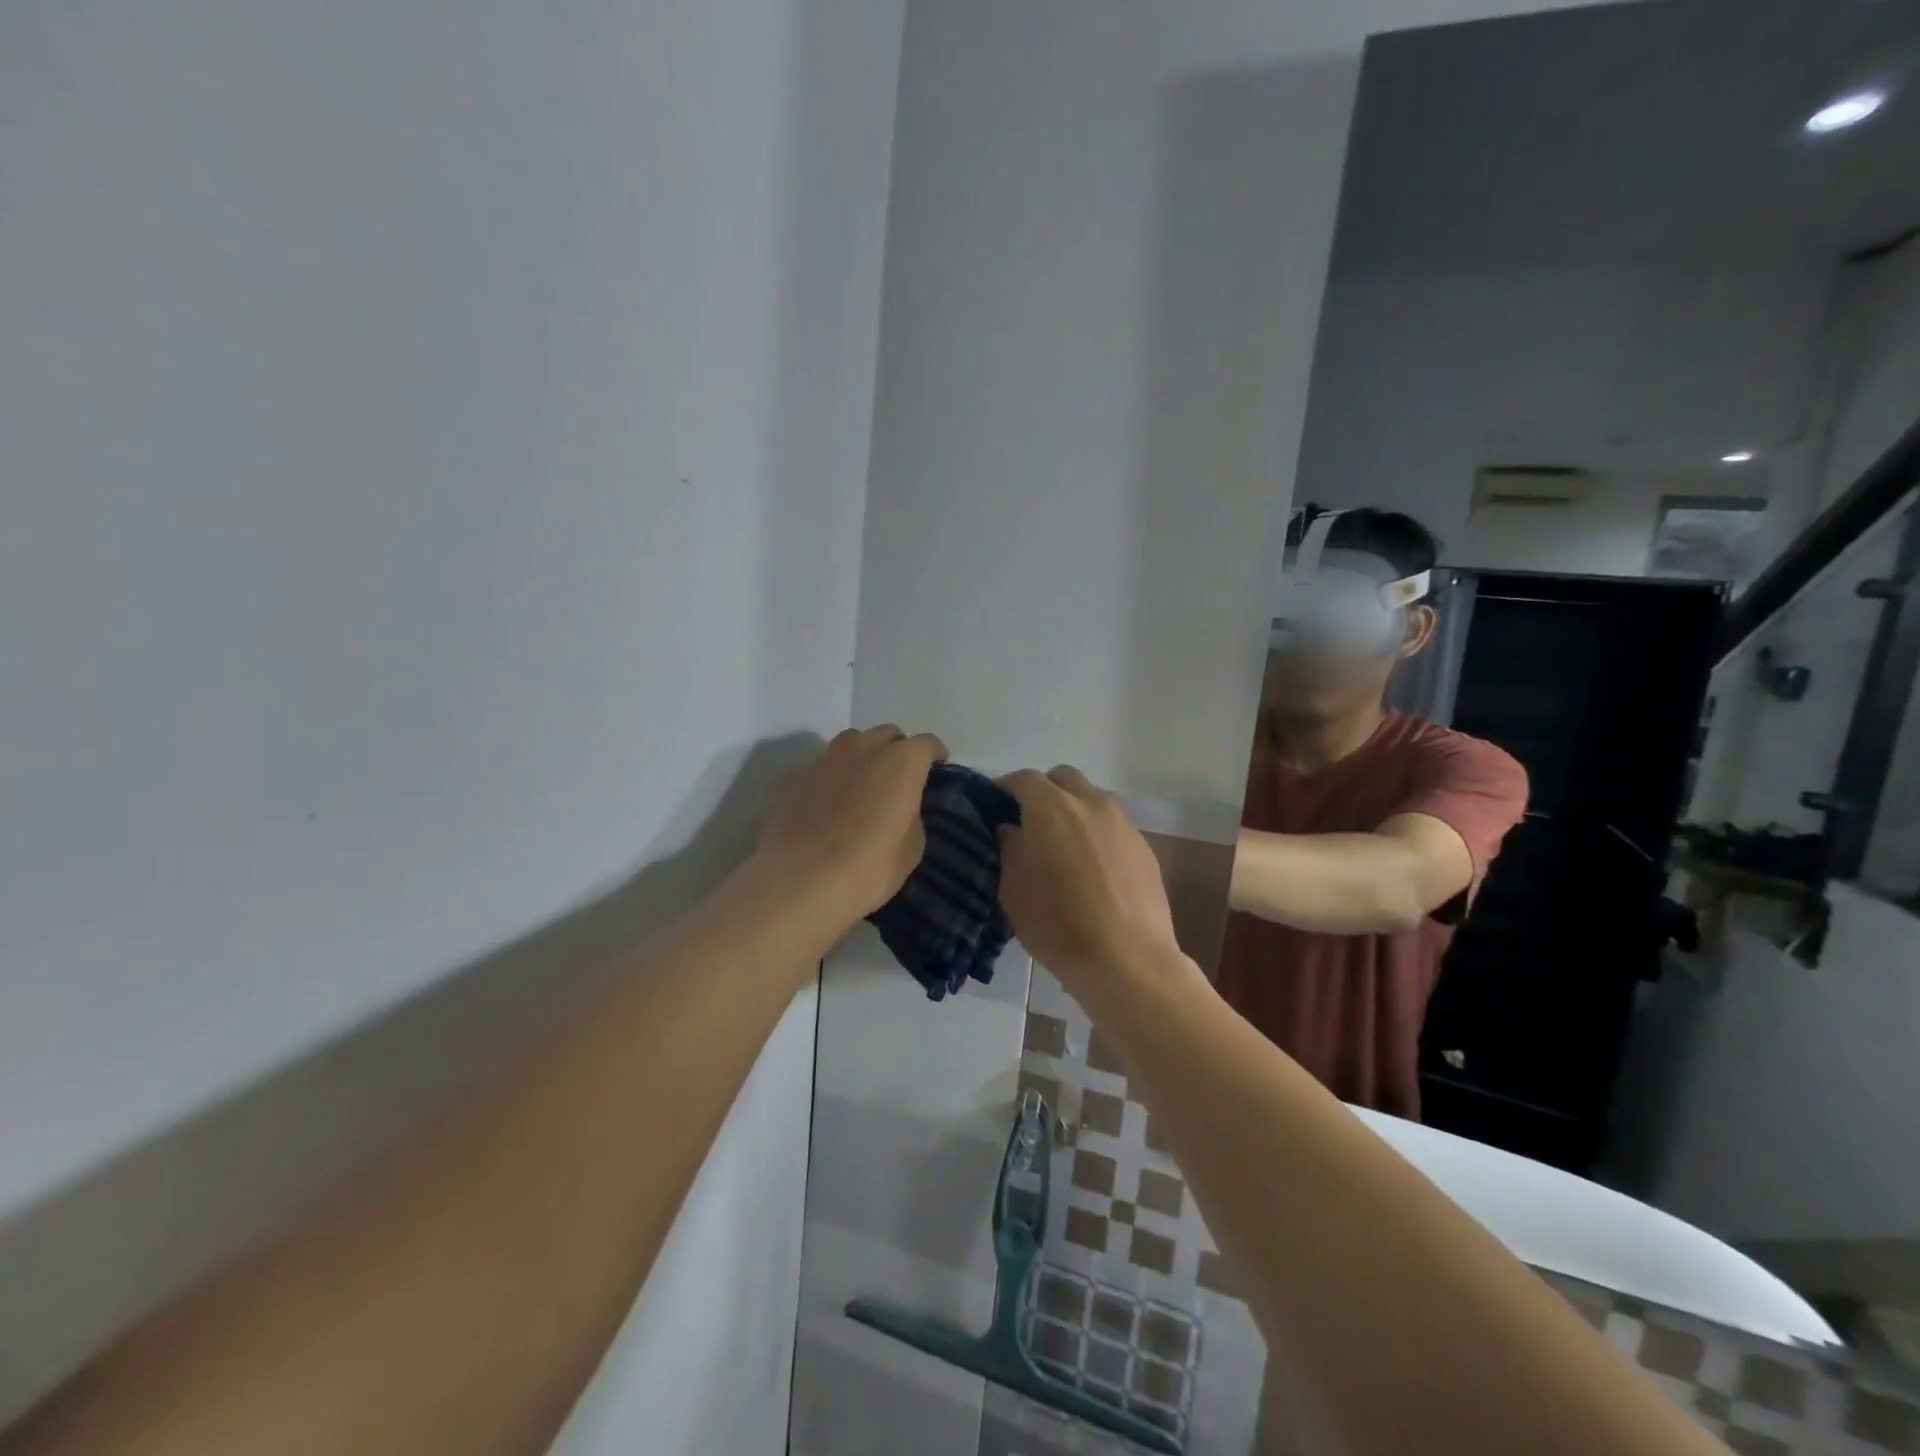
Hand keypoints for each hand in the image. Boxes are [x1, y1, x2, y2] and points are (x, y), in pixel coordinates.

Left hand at [755, 725, 947, 926]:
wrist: (801, 881)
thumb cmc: (870, 866)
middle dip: (897, 751)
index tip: (936, 771)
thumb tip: (902, 806)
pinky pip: (825, 767)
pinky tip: (831, 804)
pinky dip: (834, 777)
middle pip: (888, 735)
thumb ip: (912, 813)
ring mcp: (826, 758)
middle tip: (899, 779)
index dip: (935, 756)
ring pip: (853, 743)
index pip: (927, 744)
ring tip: (863, 785)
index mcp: (902, 760)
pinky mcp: (797, 776)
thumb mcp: (912, 846)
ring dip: (864, 757)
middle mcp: (865, 747)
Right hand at [996, 766, 1182, 993]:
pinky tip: (1092, 869)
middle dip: (1044, 791)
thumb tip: (1013, 829)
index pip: (1024, 779)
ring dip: (1073, 811)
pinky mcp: (1144, 848)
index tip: (995, 806)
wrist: (1126, 959)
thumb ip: (1010, 848)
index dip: (1006, 788)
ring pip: (1092, 800)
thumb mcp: (1013, 889)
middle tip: (1030, 821)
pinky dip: (1097, 835)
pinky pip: (1113, 827)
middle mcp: (1090, 803)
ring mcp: (1122, 824)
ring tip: (1063, 847)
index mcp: (1052, 807)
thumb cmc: (1057, 923)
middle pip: (1063, 778)